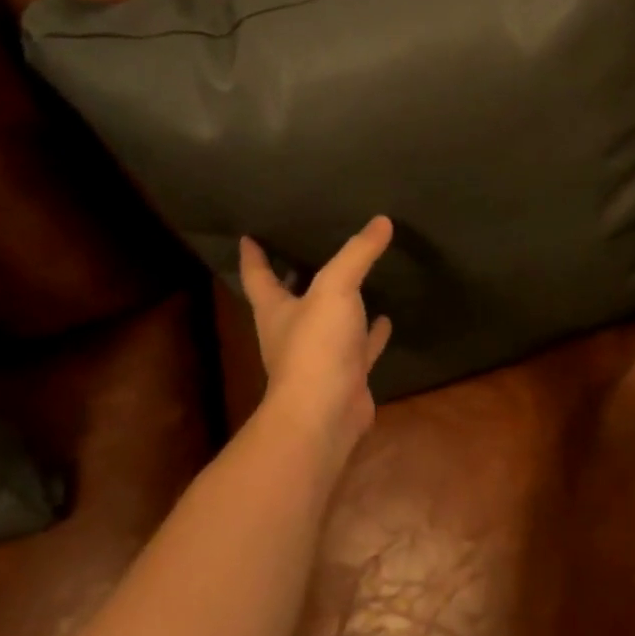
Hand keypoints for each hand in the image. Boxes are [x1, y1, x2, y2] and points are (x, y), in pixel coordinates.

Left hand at [238, 216, 393, 450]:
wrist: (325, 415)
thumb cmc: (316, 347)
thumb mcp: (335, 289)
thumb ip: (357, 254)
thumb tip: (381, 220)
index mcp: (276, 310)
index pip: (258, 276)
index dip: (253, 256)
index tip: (249, 237)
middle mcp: (292, 332)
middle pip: (290, 299)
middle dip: (297, 276)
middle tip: (312, 249)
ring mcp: (319, 356)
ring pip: (328, 322)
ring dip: (339, 304)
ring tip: (357, 279)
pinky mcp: (345, 375)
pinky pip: (360, 347)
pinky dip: (372, 334)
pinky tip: (386, 319)